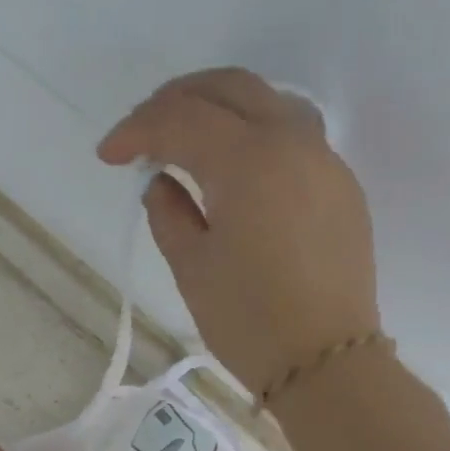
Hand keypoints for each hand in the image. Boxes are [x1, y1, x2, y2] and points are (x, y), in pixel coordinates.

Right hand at [98, 67, 378, 395]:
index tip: (108, 156)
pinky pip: (293, 134)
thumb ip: (168, 213)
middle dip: (176, 101)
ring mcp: (324, 160)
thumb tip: (163, 182)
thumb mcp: (191, 267)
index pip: (181, 119)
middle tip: (142, 133)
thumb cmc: (248, 320)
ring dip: (220, 107)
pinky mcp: (341, 185)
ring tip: (187, 139)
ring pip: (267, 101)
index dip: (136, 130)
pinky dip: (254, 133)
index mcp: (247, 160)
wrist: (325, 362)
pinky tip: (234, 168)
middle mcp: (292, 142)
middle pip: (228, 88)